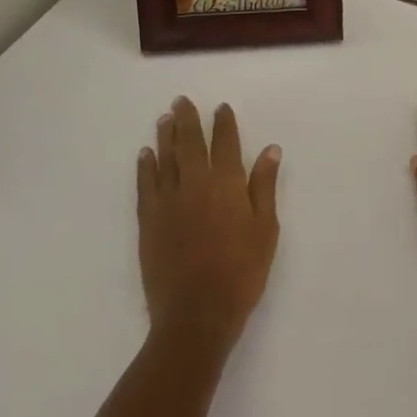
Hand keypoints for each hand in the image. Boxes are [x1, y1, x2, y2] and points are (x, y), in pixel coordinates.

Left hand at [138, 98, 280, 347]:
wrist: (197, 315)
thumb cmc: (241, 273)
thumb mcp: (266, 229)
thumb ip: (264, 186)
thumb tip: (270, 149)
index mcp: (228, 184)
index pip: (226, 142)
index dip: (223, 123)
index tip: (220, 108)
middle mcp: (196, 183)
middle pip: (191, 143)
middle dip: (187, 119)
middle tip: (181, 100)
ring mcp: (169, 201)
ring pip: (166, 158)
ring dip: (166, 136)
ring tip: (164, 118)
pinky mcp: (149, 221)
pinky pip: (146, 184)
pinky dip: (146, 166)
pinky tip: (145, 154)